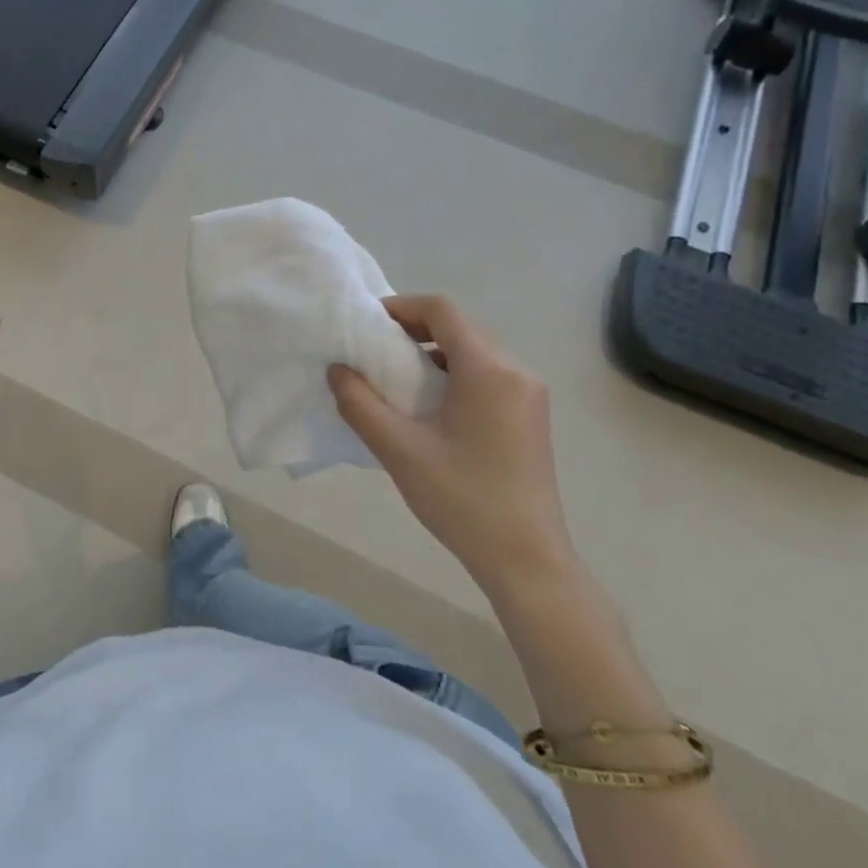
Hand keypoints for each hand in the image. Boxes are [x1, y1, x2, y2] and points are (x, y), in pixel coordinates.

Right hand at [328, 294, 575, 598]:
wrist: (526, 560)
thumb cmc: (462, 500)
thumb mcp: (399, 450)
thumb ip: (360, 404)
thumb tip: (338, 370)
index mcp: (489, 370)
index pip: (442, 310)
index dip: (400, 307)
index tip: (366, 326)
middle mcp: (516, 371)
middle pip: (459, 328)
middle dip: (412, 331)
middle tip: (372, 353)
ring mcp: (529, 395)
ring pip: (473, 352)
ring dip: (431, 355)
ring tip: (394, 382)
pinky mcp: (530, 417)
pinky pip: (486, 376)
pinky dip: (451, 375)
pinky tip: (428, 408)